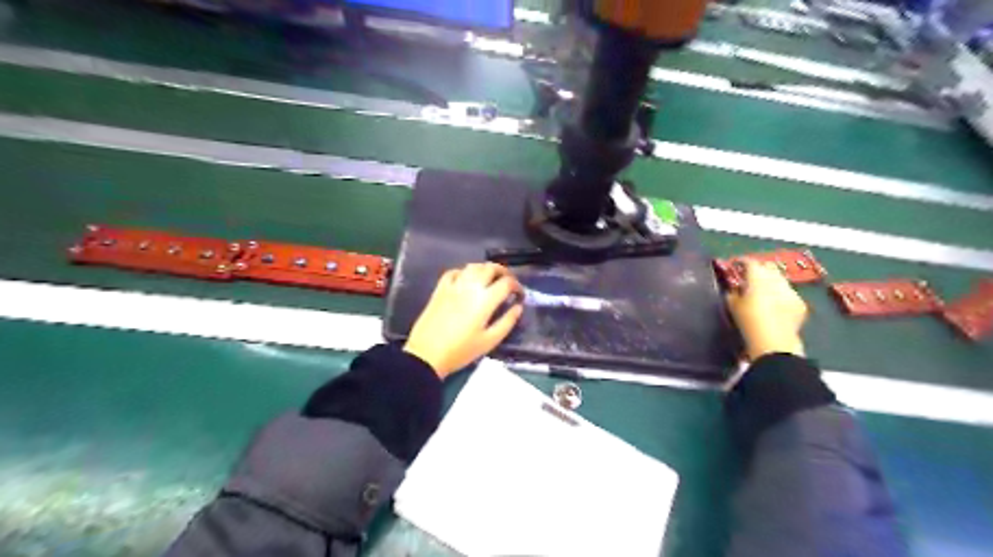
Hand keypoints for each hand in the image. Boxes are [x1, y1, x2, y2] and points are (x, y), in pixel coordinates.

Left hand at [404, 262, 526, 378]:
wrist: (426, 354)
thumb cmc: (461, 351)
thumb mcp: (489, 341)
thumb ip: (507, 322)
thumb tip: (518, 307)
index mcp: (485, 300)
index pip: (506, 283)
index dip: (517, 286)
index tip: (519, 295)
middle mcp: (470, 287)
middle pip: (490, 268)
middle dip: (504, 272)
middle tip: (507, 283)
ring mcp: (453, 286)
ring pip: (473, 266)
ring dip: (485, 269)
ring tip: (490, 279)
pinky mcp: (440, 289)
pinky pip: (454, 272)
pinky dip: (464, 272)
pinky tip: (466, 280)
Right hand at [727, 259, 808, 360]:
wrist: (773, 342)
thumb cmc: (748, 321)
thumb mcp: (732, 306)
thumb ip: (732, 293)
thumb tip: (735, 289)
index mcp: (757, 277)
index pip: (749, 262)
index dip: (742, 261)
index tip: (736, 265)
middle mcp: (776, 279)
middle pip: (768, 267)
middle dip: (759, 269)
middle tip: (750, 277)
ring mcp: (791, 291)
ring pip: (780, 280)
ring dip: (771, 282)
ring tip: (763, 291)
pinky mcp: (800, 304)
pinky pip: (789, 294)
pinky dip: (781, 296)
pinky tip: (776, 306)